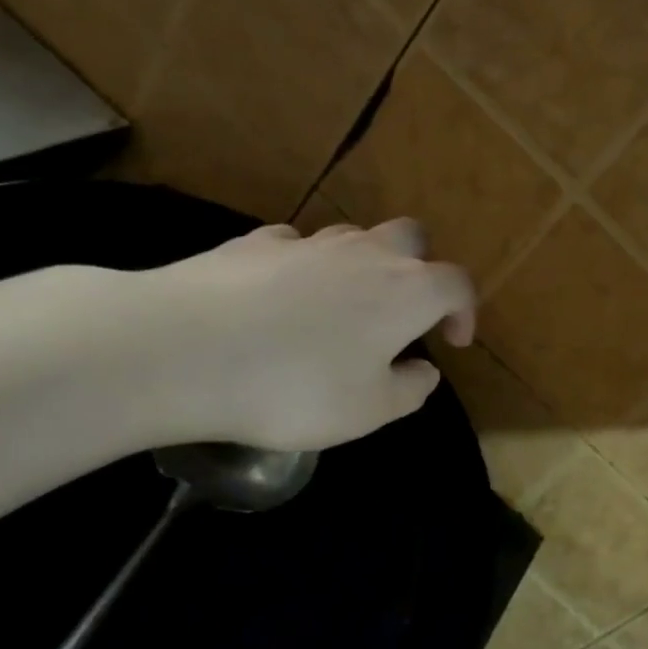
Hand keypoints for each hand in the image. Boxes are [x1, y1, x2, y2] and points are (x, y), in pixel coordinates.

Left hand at [130, 217, 474, 451]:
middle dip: (419, 268)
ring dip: (362, 267)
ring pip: (352, 237)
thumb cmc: (296, 387)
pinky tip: (280, 300)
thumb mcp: (368, 411)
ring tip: (340, 311)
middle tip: (404, 312)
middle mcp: (364, 254)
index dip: (464, 310)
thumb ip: (409, 390)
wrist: (183, 349)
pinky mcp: (253, 243)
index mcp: (406, 291)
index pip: (456, 284)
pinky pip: (295, 247)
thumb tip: (424, 370)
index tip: (453, 342)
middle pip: (411, 238)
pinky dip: (304, 268)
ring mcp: (306, 242)